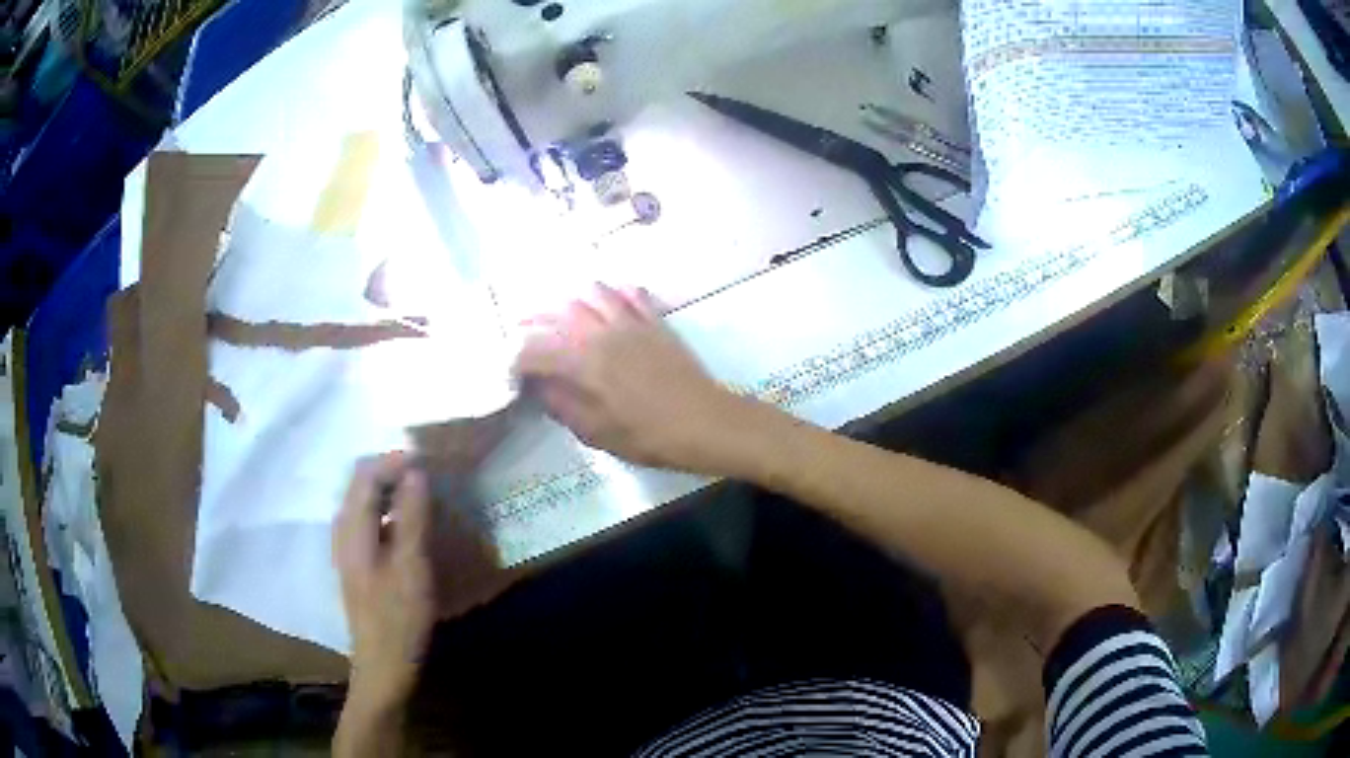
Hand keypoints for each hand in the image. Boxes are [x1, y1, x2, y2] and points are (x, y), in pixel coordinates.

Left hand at [333, 452, 434, 711]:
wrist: (383, 667)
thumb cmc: (398, 619)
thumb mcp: (412, 567)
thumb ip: (412, 517)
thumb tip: (416, 472)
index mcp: (352, 529)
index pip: (365, 474)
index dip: (395, 461)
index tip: (429, 462)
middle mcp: (343, 531)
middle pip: (361, 485)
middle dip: (392, 472)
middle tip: (428, 475)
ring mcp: (347, 548)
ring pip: (364, 503)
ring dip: (391, 492)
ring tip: (422, 495)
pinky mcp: (357, 564)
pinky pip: (369, 521)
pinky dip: (389, 512)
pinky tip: (410, 526)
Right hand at [514, 285, 748, 473]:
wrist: (706, 423)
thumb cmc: (650, 437)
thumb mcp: (598, 434)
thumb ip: (563, 407)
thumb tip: (540, 388)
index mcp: (583, 363)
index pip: (535, 350)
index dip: (518, 360)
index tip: (514, 372)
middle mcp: (602, 333)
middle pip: (559, 311)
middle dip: (535, 320)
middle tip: (526, 332)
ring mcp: (631, 322)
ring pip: (593, 292)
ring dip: (573, 300)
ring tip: (565, 315)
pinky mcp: (656, 321)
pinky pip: (631, 292)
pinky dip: (614, 293)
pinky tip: (610, 303)